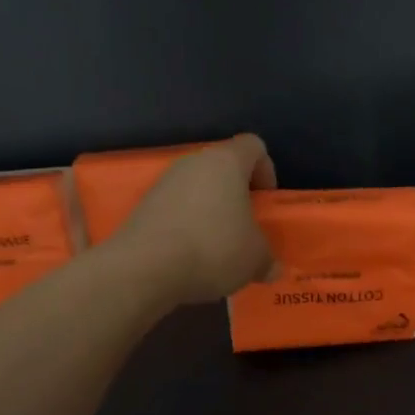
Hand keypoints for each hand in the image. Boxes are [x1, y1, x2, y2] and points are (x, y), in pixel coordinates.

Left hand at [112, 135, 276, 305]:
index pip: (254, 146)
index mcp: (226, 162)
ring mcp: (163, 183)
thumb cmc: (214, 249)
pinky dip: (187, 226)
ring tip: (217, 248)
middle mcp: (193, 163)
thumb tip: (272, 268)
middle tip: (245, 227)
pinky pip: (175, 209)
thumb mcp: (255, 258)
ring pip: (197, 189)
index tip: (266, 202)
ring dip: (210, 212)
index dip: (266, 170)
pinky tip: (191, 256)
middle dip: (237, 195)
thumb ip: (267, 257)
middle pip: (222, 168)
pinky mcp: (142, 206)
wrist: (145, 269)